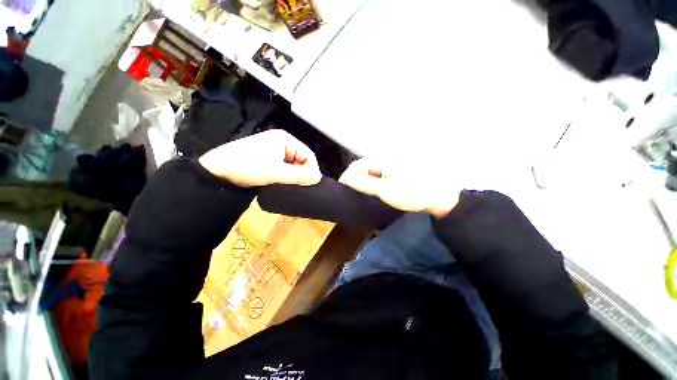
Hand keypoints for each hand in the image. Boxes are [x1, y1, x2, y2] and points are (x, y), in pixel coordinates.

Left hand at [199, 130, 321, 186]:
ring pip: (294, 166)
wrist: (217, 172)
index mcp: (285, 139)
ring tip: (293, 187)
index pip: (308, 155)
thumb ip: (298, 175)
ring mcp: (276, 152)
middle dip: (303, 174)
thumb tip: (318, 178)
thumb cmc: (246, 166)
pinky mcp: (270, 161)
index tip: (310, 185)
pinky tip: (285, 185)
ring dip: (295, 177)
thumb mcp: (275, 172)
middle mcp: (282, 144)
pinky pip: (286, 169)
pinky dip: (288, 177)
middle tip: (300, 188)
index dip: (312, 169)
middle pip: (302, 160)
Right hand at [339, 159, 461, 217]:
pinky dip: (373, 182)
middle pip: (363, 167)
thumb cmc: (413, 192)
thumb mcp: (386, 190)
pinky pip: (379, 174)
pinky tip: (373, 190)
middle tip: (350, 193)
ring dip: (363, 181)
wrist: (440, 195)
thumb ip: (365, 184)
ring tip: (359, 193)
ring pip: (371, 171)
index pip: (357, 166)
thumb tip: (348, 180)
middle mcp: (385, 159)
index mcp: (382, 160)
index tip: (342, 189)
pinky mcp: (397, 171)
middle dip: (354, 179)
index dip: (346, 176)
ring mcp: (392, 165)